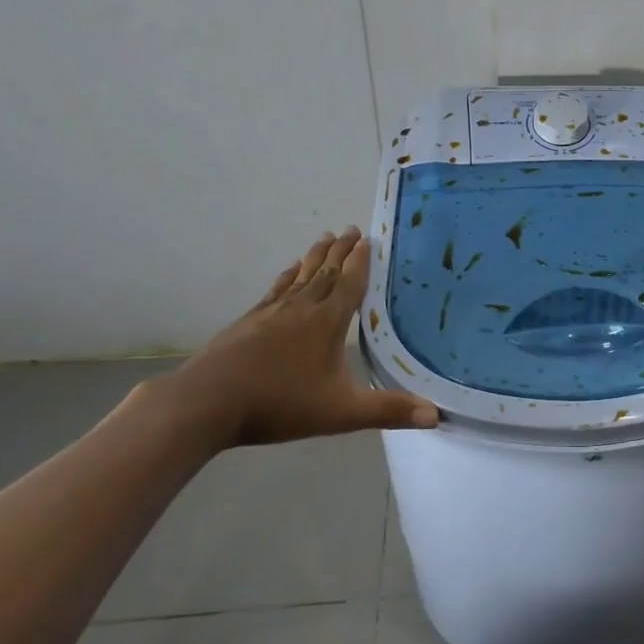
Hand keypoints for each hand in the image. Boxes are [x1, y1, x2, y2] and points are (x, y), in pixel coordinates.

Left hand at [148, 229, 437, 448]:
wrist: (207, 403)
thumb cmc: (279, 404)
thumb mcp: (341, 413)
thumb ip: (387, 410)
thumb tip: (436, 415)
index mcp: (327, 322)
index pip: (349, 283)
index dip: (361, 261)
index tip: (368, 239)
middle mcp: (301, 308)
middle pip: (325, 272)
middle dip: (340, 251)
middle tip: (351, 229)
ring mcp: (270, 313)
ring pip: (300, 277)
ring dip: (315, 257)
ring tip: (324, 238)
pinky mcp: (248, 322)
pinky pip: (275, 290)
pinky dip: (287, 277)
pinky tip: (288, 272)